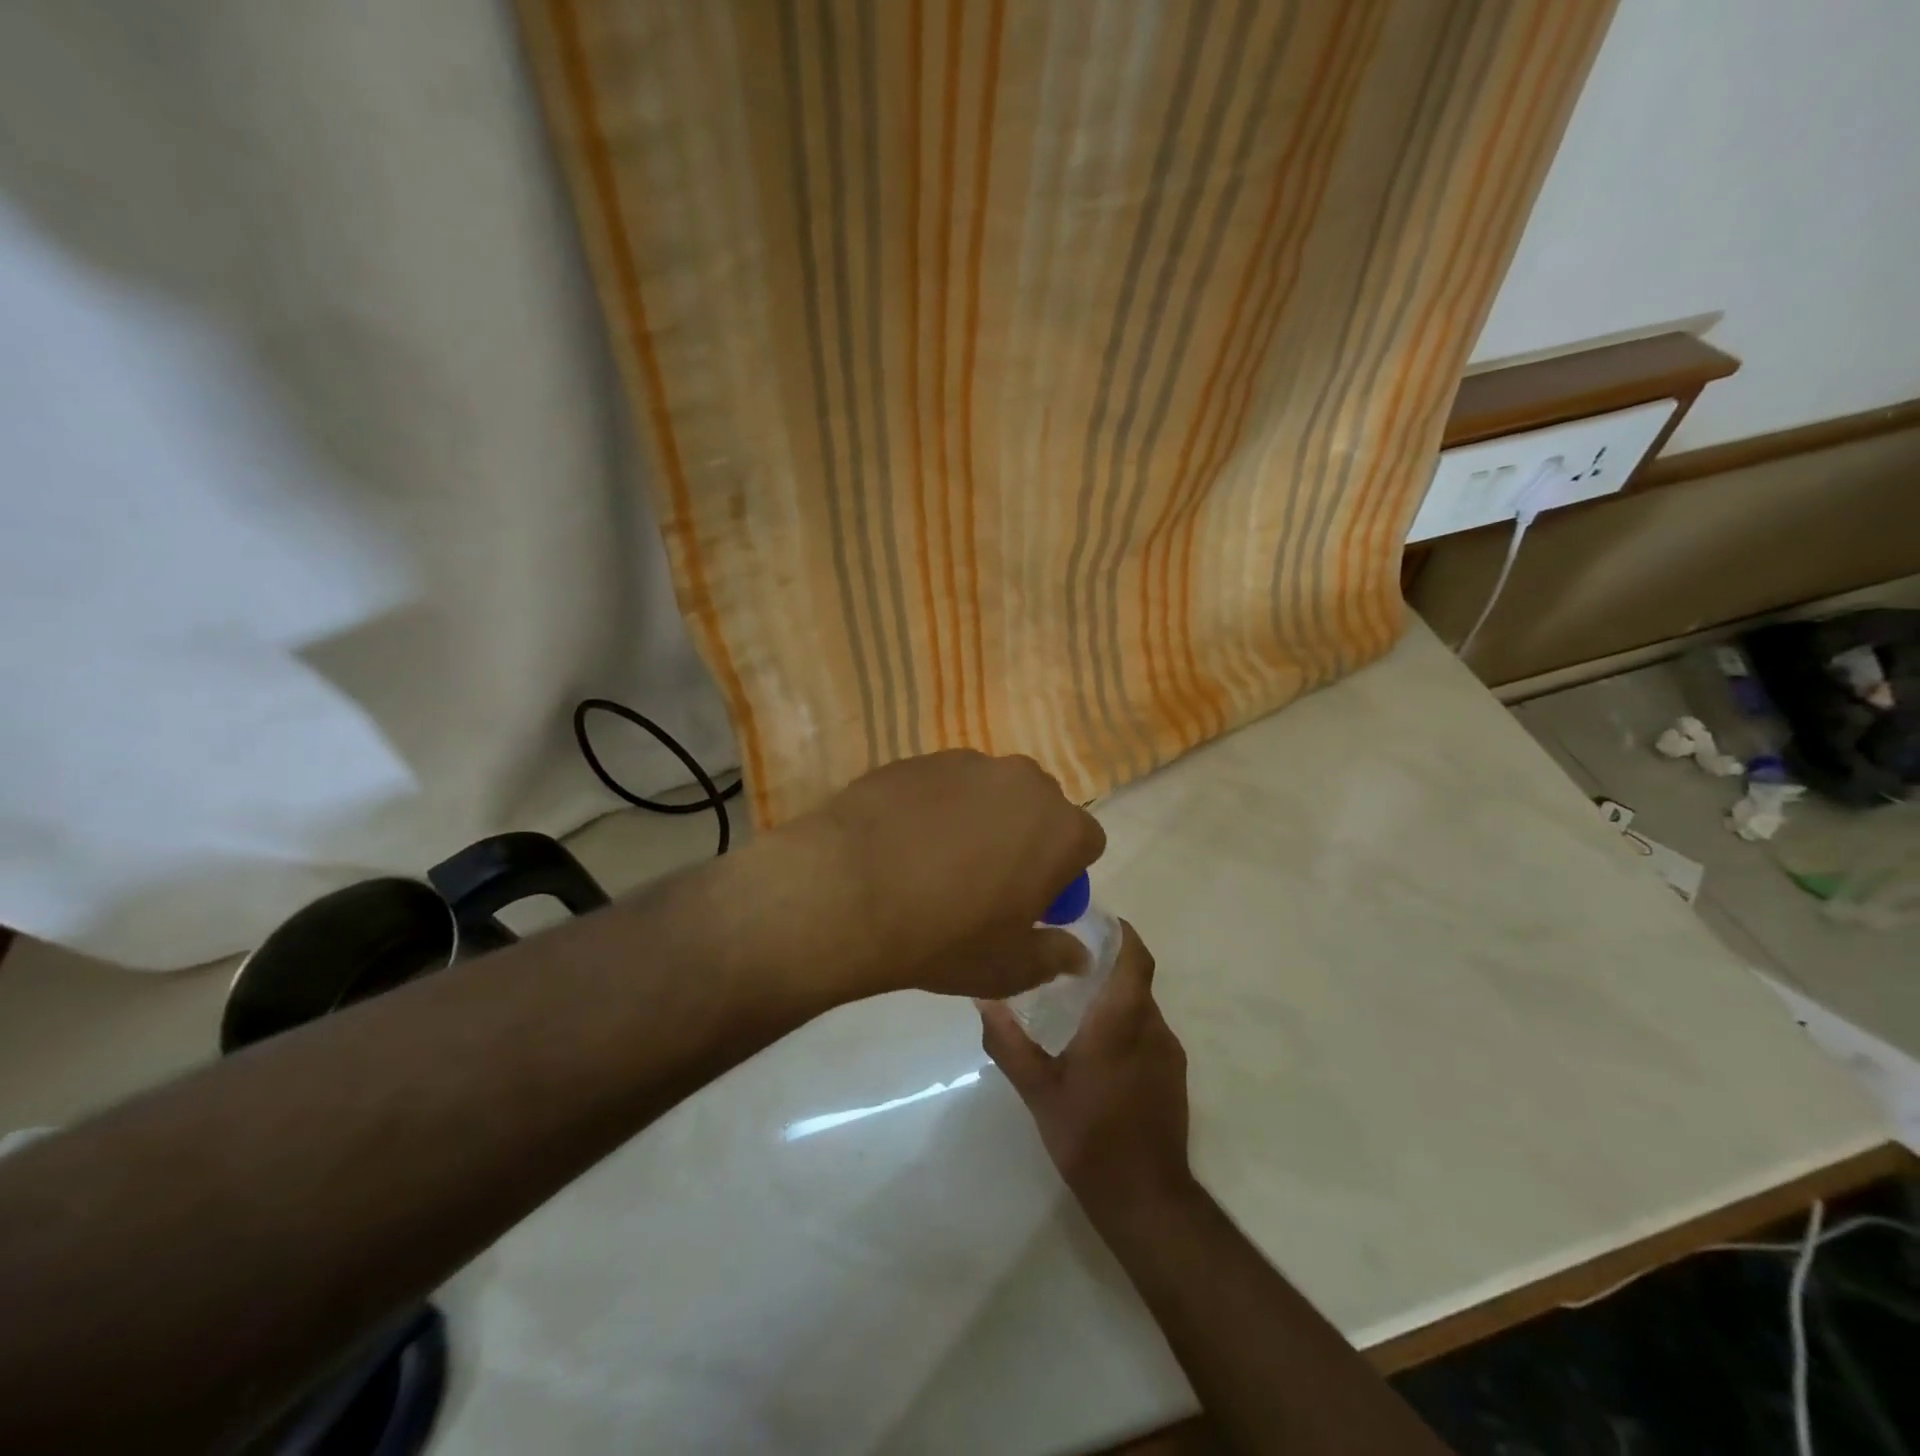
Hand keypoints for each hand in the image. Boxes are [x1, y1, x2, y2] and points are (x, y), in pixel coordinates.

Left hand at [771, 750, 1104, 1001]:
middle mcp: (1023, 781)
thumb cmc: (945, 936)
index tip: (1033, 902)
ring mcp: (967, 762)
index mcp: (1060, 828)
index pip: (1086, 843)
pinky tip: (903, 841)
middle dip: (1026, 839)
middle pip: (1040, 809)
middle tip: (989, 881)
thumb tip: (1079, 955)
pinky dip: (936, 807)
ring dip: (981, 819)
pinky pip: (943, 785)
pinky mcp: (918, 758)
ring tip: (937, 860)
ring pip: (990, 792)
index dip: (1063, 875)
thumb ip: (1055, 957)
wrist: (849, 891)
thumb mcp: (1008, 967)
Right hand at [977, 922, 1192, 1214]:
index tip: (1093, 920)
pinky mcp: (1174, 1074)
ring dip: (1116, 996)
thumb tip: (983, 998)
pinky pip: (1149, 1031)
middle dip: (1107, 963)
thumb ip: (1008, 1041)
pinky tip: (1098, 1046)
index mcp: (1121, 1020)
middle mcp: (1152, 1026)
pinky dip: (1126, 1023)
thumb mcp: (1037, 1090)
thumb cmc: (1088, 1136)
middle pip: (1135, 977)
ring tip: (1077, 1003)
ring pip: (1142, 1006)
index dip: (1121, 932)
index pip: (1134, 956)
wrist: (1145, 1198)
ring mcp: (1168, 1051)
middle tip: (1067, 960)